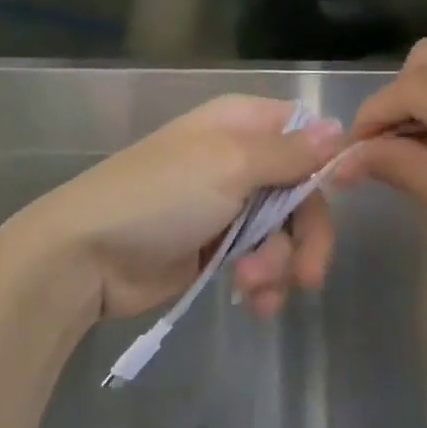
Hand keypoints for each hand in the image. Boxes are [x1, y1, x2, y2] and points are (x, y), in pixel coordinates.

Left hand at [19, 95, 343, 320]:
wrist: (86, 256)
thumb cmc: (161, 196)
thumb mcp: (230, 165)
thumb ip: (289, 152)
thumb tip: (340, 129)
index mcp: (241, 124)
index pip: (303, 131)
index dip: (324, 162)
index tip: (337, 194)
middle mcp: (239, 158)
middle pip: (301, 189)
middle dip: (306, 233)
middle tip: (308, 275)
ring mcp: (227, 204)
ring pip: (283, 230)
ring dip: (279, 263)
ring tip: (253, 287)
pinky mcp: (216, 247)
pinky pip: (260, 259)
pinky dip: (263, 281)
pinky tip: (254, 302)